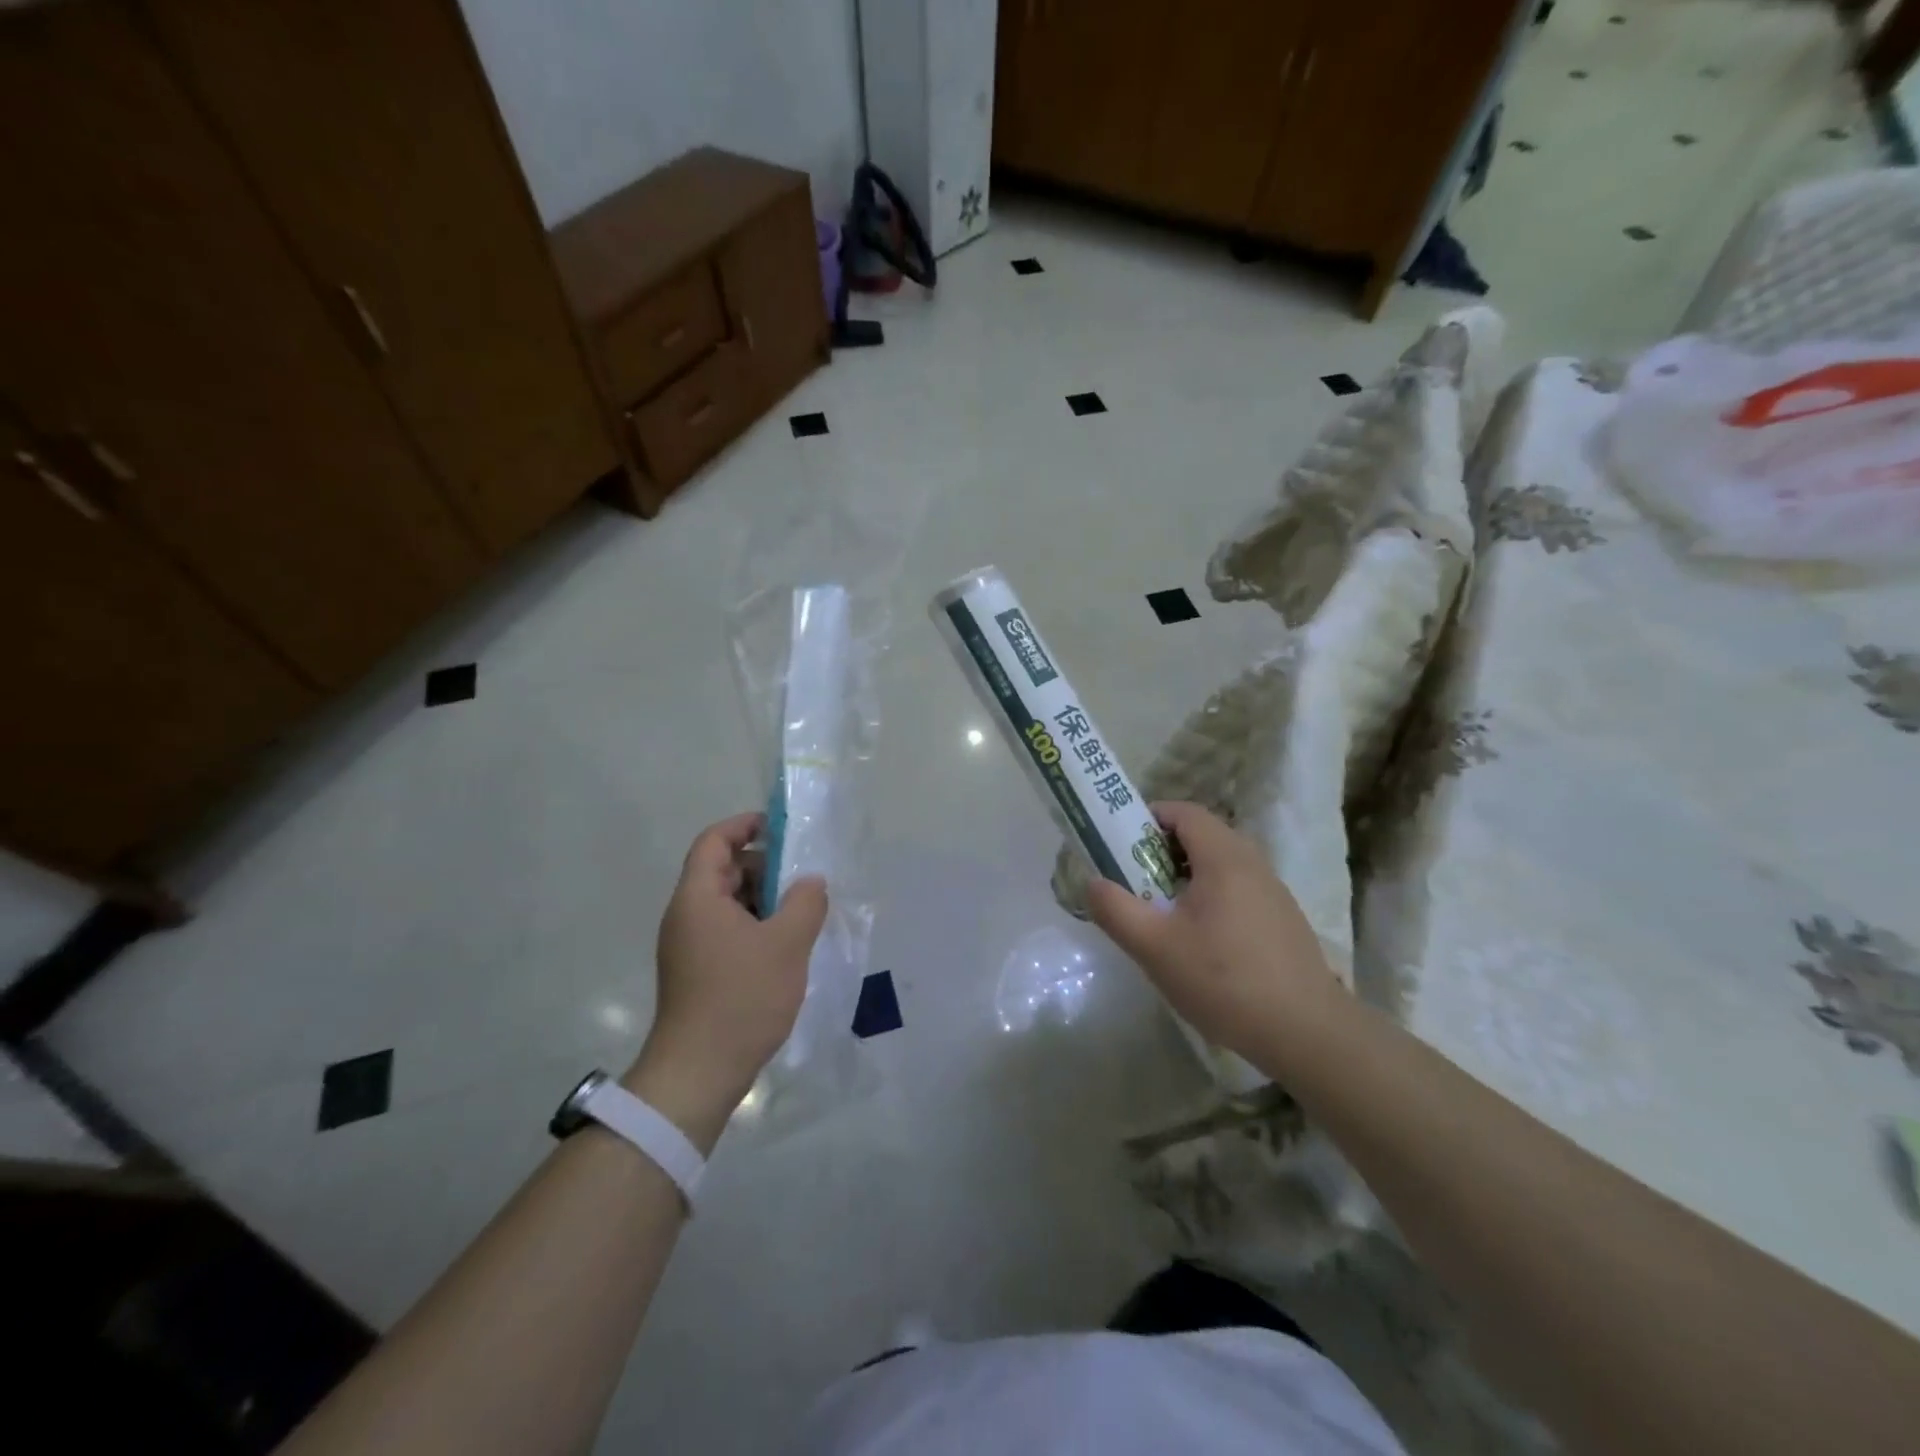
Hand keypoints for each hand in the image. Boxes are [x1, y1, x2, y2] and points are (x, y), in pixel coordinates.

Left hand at [624, 812, 827, 1151]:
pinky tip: (785, 948)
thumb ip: (805, 902)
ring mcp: (688, 946)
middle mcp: (686, 916)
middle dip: (763, 867)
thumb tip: (811, 882)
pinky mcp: (696, 972)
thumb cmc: (741, 998)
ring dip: (763, 900)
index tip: (781, 829)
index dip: (745, 826)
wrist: (699, 1072)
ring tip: (800, 915)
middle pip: (721, 871)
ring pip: (727, 904)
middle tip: (802, 880)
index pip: (714, 841)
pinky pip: (726, 932)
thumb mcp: (786, 944)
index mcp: (698, 898)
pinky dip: (755, 927)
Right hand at [1086, 801, 1339, 1065]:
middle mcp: (1253, 863)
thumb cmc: (1224, 980)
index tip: (1121, 843)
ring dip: (1187, 875)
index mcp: (1224, 857)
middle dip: (1162, 849)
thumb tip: (1092, 882)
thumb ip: (1116, 909)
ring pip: (1221, 864)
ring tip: (1163, 912)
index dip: (1149, 818)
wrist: (1306, 1032)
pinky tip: (1201, 941)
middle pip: (1202, 835)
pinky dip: (1211, 896)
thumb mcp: (1155, 947)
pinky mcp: (1283, 919)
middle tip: (1135, 880)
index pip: (1184, 812)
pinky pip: (1238, 888)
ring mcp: (1273, 891)